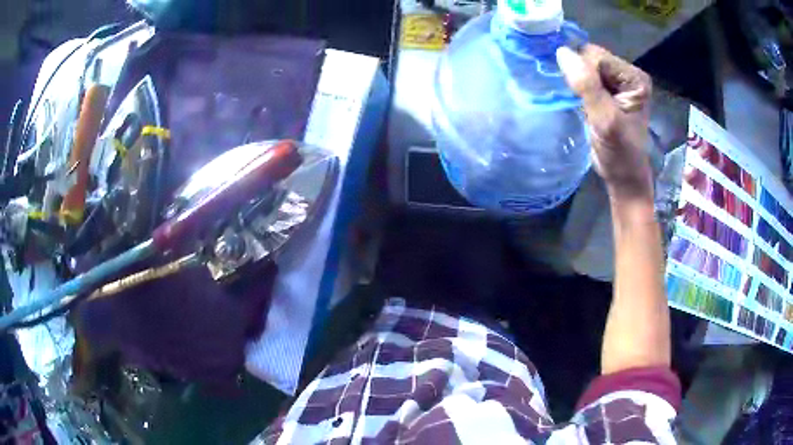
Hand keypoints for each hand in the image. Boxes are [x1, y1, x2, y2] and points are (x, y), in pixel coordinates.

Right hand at [556, 45, 653, 204]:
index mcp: (634, 77)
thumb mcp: (605, 120)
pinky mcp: (607, 93)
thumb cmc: (620, 153)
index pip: (598, 57)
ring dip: (576, 83)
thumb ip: (587, 86)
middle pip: (590, 59)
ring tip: (582, 105)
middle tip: (584, 103)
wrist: (623, 177)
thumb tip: (562, 52)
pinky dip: (576, 88)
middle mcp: (627, 75)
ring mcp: (617, 84)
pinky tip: (579, 103)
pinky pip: (584, 78)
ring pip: (584, 68)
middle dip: (580, 76)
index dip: (584, 72)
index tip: (585, 99)